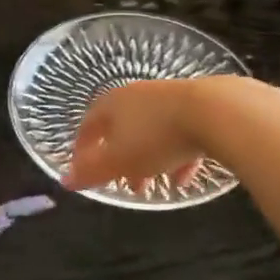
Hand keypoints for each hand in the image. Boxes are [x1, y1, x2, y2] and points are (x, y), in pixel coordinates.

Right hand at [64, 79, 210, 191]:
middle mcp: (136, 95)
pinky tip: (184, 177)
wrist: (215, 111)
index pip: (88, 126)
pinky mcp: (198, 104)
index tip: (83, 170)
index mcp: (111, 104)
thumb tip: (64, 180)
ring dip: (151, 160)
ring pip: (152, 132)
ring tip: (157, 184)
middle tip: (126, 184)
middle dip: (122, 159)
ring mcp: (168, 97)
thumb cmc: (156, 136)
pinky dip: (177, 155)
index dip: (83, 150)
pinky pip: (180, 132)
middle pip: (122, 129)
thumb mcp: (118, 160)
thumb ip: (91, 171)